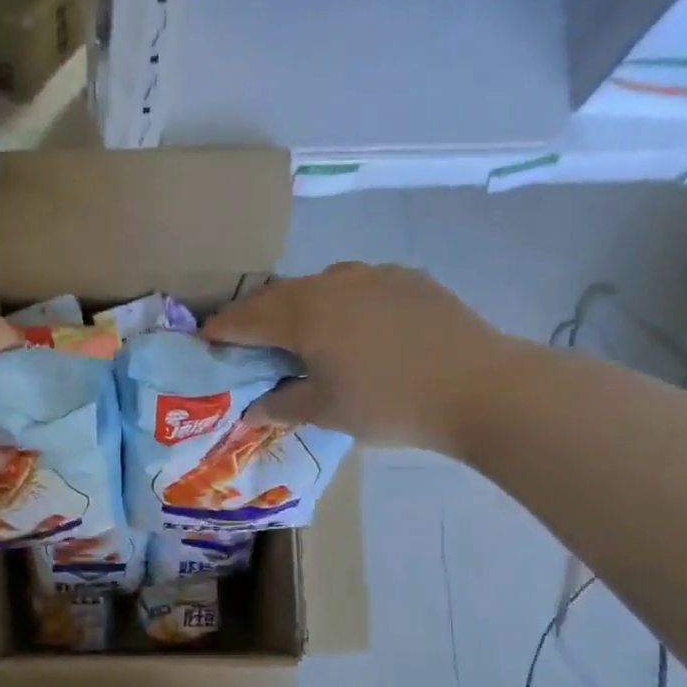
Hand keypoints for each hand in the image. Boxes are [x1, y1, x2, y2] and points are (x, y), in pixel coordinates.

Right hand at [203, 263, 516, 453]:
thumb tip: (252, 408)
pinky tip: (353, 331)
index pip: (245, 318)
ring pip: (319, 287)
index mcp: (303, 313)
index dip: (221, 331)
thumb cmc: (389, 404)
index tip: (205, 342)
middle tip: (246, 343)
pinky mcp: (407, 279)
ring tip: (300, 336)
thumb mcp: (326, 412)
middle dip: (257, 318)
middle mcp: (332, 282)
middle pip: (279, 296)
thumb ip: (281, 406)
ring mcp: (373, 275)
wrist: (480, 387)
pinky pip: (356, 287)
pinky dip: (339, 305)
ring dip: (299, 309)